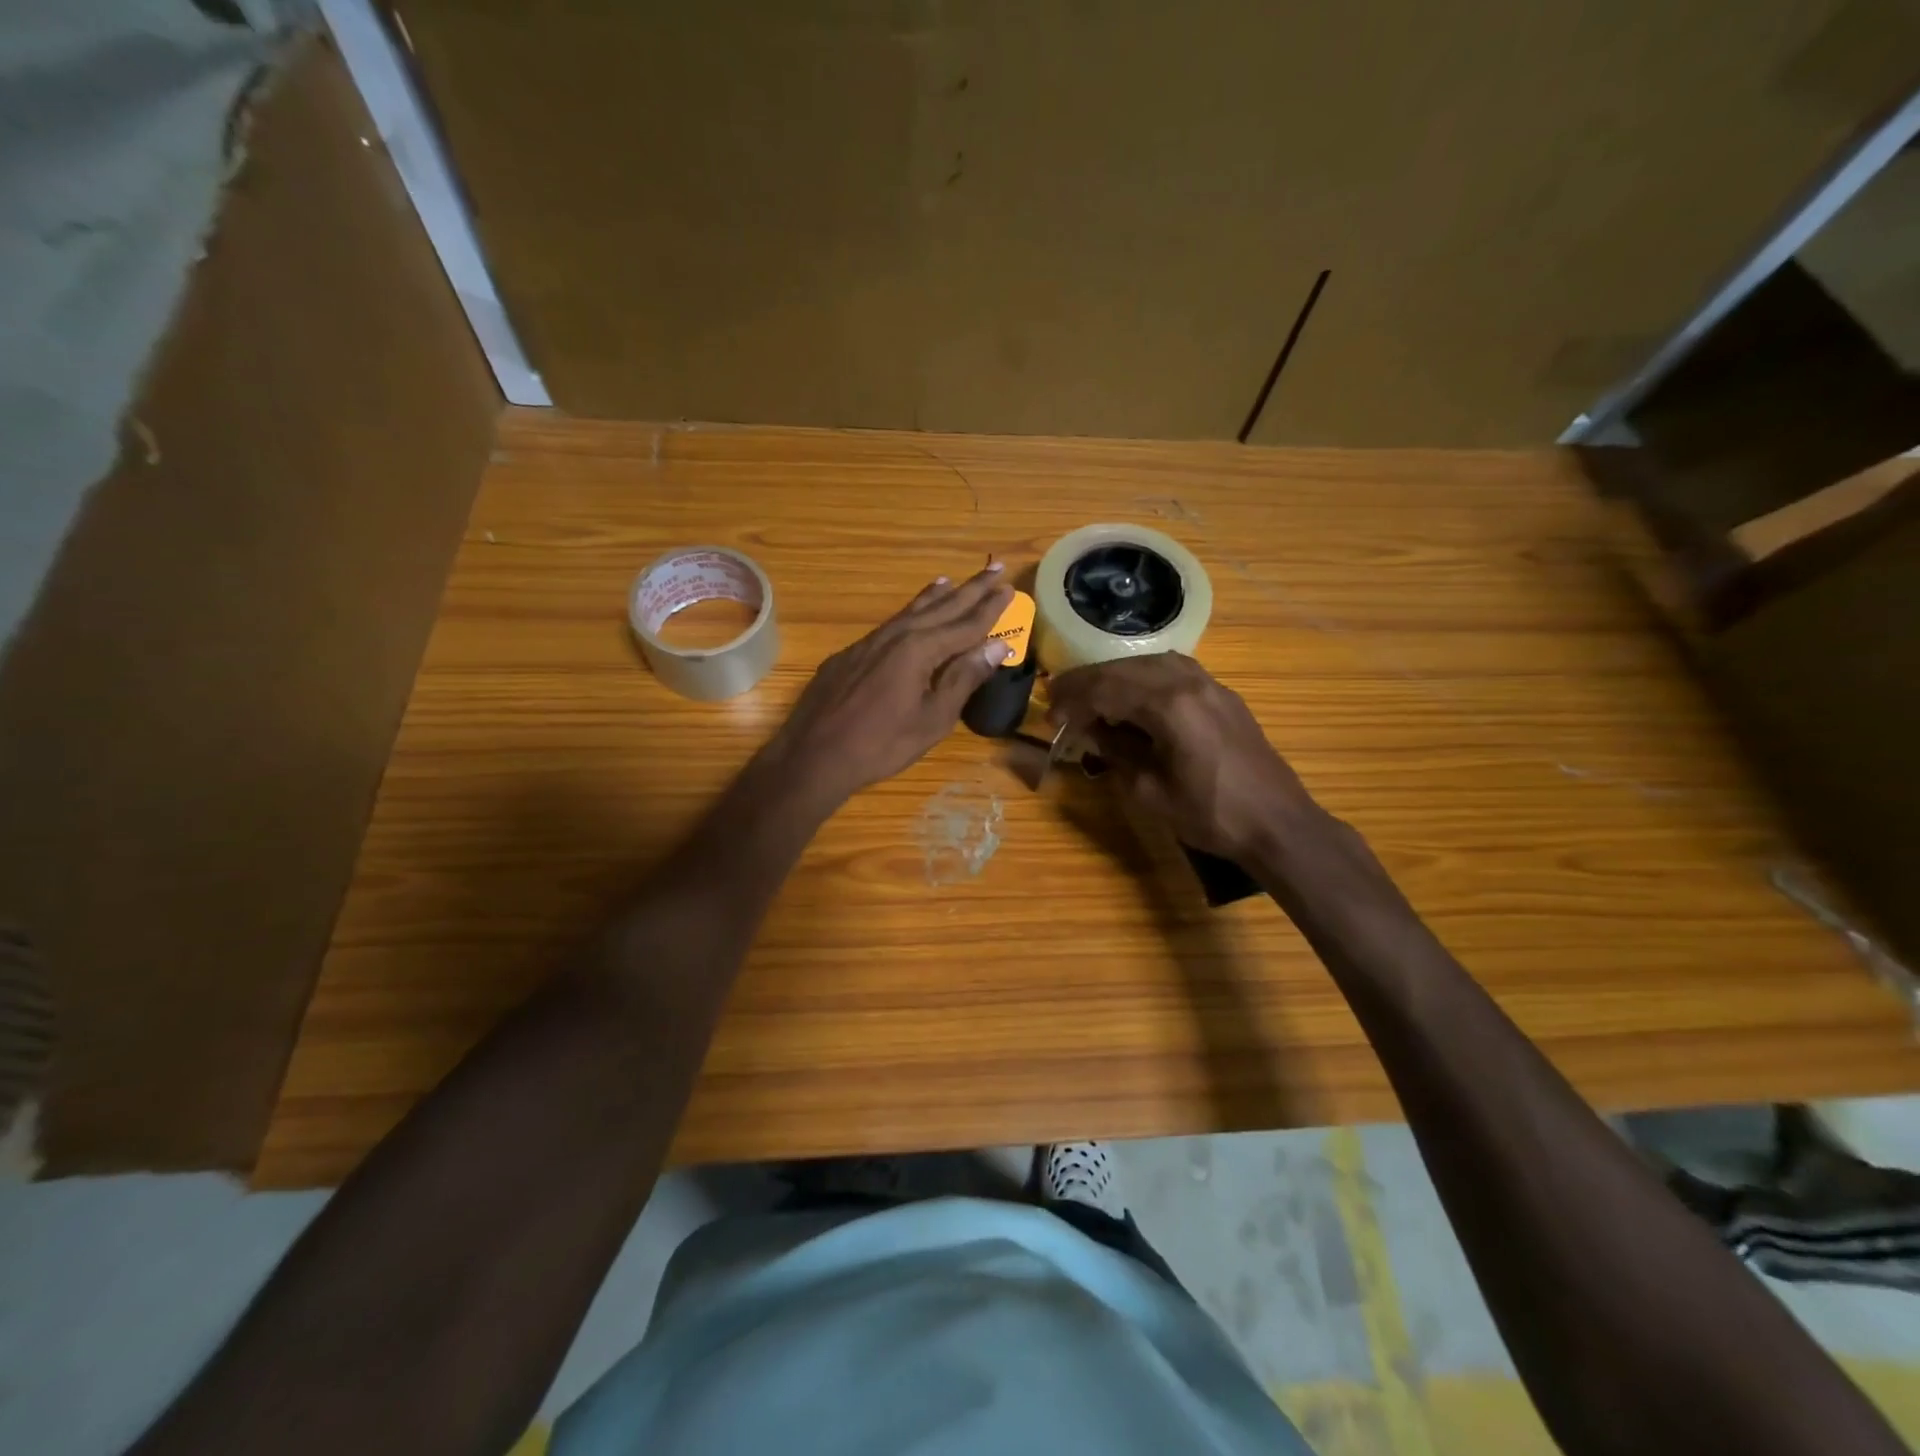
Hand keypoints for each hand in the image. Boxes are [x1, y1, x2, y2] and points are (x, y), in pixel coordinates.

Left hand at [772, 565, 1013, 804]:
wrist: (814, 755)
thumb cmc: (882, 744)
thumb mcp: (933, 718)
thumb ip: (964, 678)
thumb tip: (997, 646)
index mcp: (920, 649)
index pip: (965, 624)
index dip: (989, 608)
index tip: (1009, 588)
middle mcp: (896, 636)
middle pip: (940, 608)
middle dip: (970, 590)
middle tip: (994, 569)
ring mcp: (868, 643)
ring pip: (910, 612)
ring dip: (935, 597)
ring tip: (951, 581)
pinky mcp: (849, 655)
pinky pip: (888, 625)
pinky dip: (907, 615)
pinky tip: (908, 618)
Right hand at [1048, 653, 1317, 863]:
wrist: (1277, 823)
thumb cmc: (1210, 814)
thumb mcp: (1150, 791)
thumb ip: (1116, 752)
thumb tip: (1090, 730)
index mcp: (1169, 705)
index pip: (1107, 689)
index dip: (1074, 700)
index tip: (1050, 716)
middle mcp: (1189, 682)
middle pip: (1126, 669)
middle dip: (1088, 682)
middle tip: (1058, 697)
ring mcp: (1210, 685)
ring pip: (1151, 664)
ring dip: (1116, 675)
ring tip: (1091, 693)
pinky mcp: (1223, 695)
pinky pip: (1174, 671)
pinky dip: (1144, 677)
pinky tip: (1133, 693)